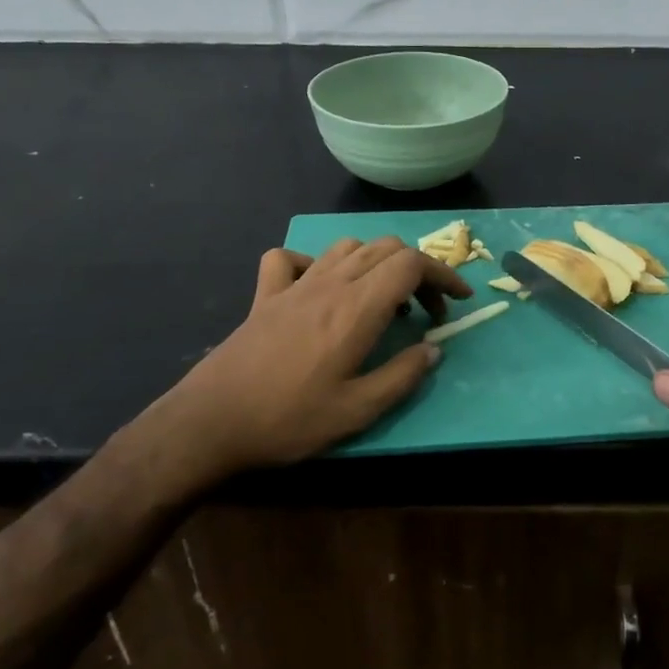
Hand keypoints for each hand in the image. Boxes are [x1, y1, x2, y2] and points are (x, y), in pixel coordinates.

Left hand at [145, 236, 470, 478]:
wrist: (211, 422)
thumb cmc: (289, 419)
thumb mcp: (357, 411)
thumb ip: (403, 376)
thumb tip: (433, 349)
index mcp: (357, 308)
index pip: (412, 263)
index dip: (443, 274)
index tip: (458, 300)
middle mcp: (330, 284)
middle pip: (386, 248)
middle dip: (417, 271)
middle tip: (425, 311)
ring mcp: (294, 285)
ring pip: (346, 246)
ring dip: (375, 263)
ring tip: (381, 300)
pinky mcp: (265, 296)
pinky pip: (291, 258)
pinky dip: (314, 263)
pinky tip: (318, 289)